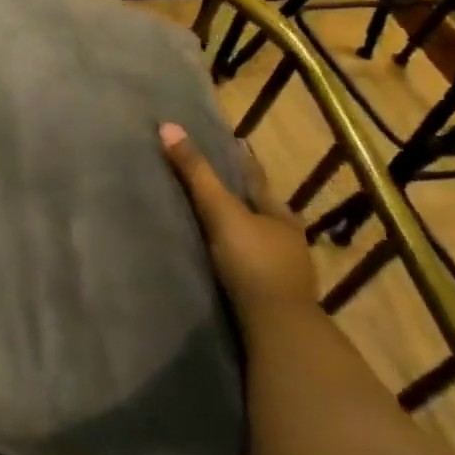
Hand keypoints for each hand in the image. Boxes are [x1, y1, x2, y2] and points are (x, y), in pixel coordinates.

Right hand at [159, 123, 316, 319]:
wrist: (277, 329)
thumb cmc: (253, 262)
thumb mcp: (221, 212)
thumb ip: (196, 174)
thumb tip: (168, 126)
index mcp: (280, 215)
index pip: (257, 180)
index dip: (243, 163)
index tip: (231, 145)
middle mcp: (287, 240)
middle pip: (260, 211)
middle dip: (242, 198)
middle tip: (215, 183)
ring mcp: (283, 272)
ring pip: (258, 241)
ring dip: (240, 232)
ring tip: (213, 222)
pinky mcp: (270, 299)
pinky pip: (250, 268)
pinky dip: (237, 260)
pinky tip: (222, 261)